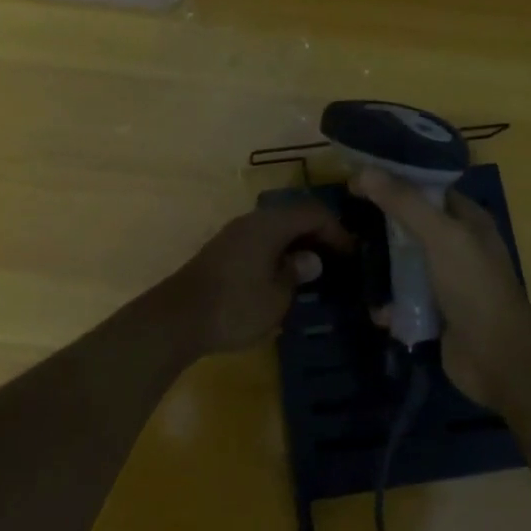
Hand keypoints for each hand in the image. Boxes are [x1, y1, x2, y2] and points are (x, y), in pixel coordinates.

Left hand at [165, 200, 352, 355]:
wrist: (178, 318)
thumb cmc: (235, 306)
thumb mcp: (277, 296)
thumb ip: (297, 272)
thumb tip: (311, 259)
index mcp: (270, 224)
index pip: (313, 212)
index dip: (336, 230)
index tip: (353, 253)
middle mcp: (253, 220)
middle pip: (294, 214)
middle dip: (318, 232)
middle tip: (338, 258)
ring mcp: (235, 233)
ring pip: (276, 227)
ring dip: (297, 241)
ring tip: (316, 267)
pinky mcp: (224, 249)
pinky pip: (262, 239)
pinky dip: (280, 249)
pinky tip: (285, 273)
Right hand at [353, 168, 530, 407]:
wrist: (499, 361)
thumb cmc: (474, 287)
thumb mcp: (441, 237)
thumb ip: (405, 203)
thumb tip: (364, 170)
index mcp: (467, 219)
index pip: (426, 187)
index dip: (394, 178)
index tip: (357, 175)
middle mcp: (457, 245)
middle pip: (411, 224)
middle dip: (382, 223)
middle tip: (346, 217)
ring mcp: (445, 280)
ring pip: (404, 262)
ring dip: (381, 267)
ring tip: (351, 261)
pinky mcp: (434, 312)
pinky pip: (403, 298)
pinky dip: (389, 304)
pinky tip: (377, 310)